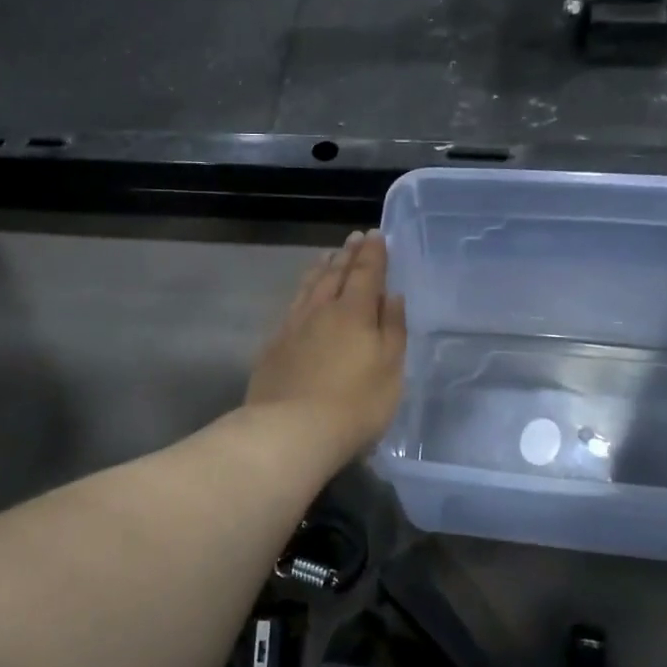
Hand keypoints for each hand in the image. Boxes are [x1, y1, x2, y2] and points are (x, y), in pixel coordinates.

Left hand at [247, 231, 406, 461]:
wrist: (291, 431)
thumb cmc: (355, 404)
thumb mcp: (390, 369)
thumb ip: (393, 329)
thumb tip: (392, 296)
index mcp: (354, 312)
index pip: (366, 273)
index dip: (373, 253)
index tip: (376, 235)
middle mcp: (321, 310)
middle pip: (336, 274)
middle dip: (348, 255)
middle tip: (354, 238)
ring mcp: (293, 326)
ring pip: (309, 286)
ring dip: (322, 268)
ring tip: (328, 256)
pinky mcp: (273, 346)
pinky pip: (292, 306)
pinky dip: (302, 292)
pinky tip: (302, 297)